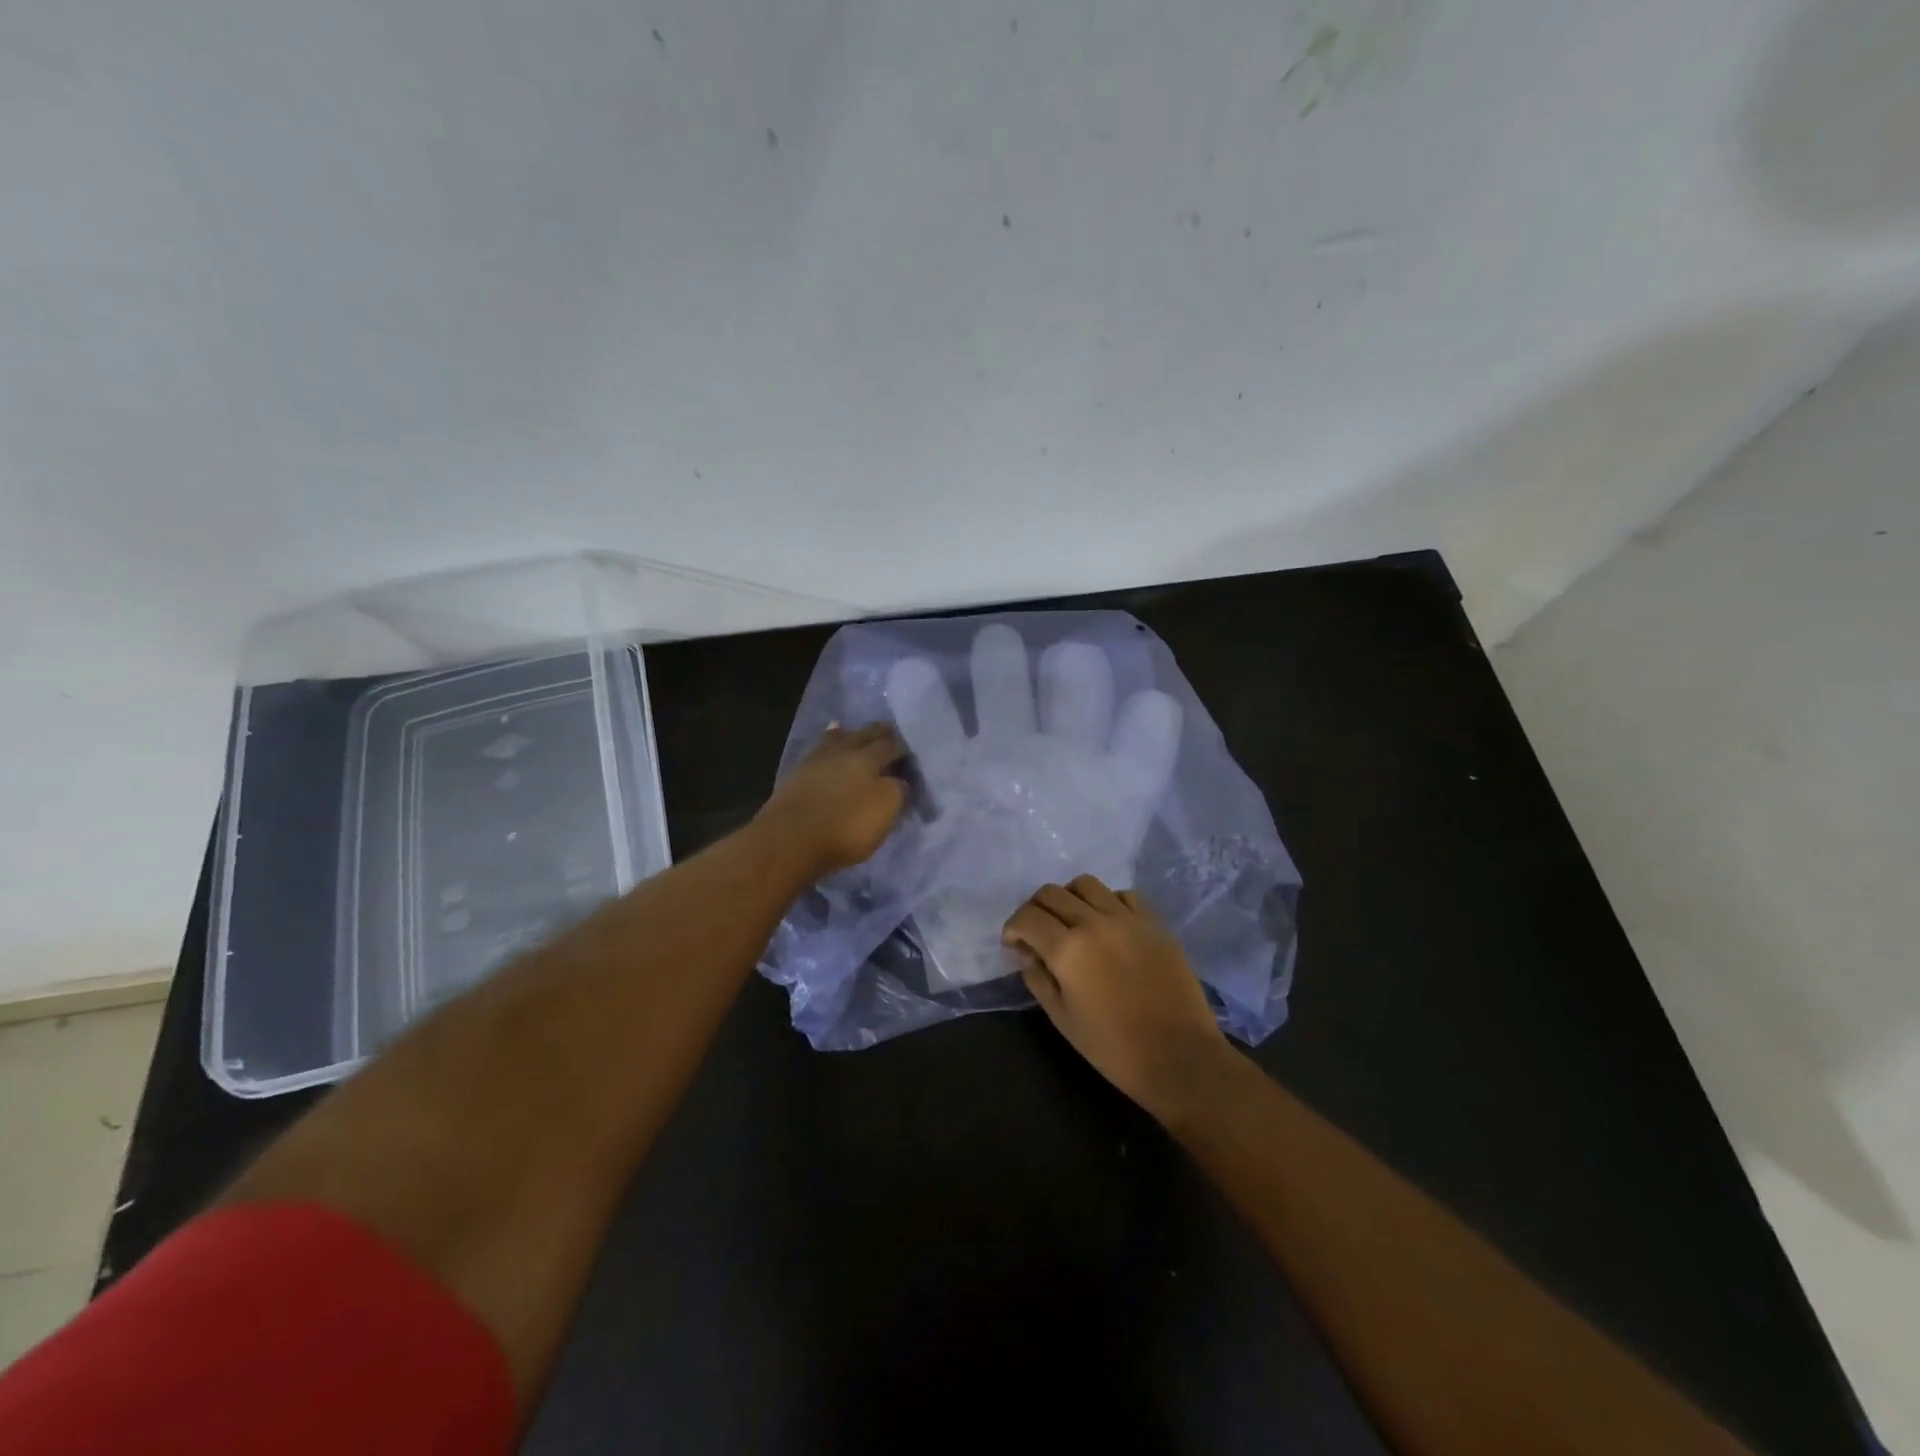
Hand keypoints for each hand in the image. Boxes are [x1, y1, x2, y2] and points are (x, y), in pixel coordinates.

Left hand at [757, 724, 908, 877]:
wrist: (789, 840)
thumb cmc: (846, 825)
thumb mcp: (886, 809)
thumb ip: (898, 790)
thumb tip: (899, 780)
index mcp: (868, 758)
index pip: (891, 745)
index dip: (903, 748)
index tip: (910, 753)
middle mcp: (842, 752)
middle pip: (863, 736)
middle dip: (877, 733)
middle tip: (888, 733)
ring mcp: (815, 762)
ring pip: (835, 740)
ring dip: (846, 735)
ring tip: (853, 733)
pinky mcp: (794, 777)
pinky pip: (816, 755)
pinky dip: (825, 750)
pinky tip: (826, 753)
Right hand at [1003, 874, 1232, 1126]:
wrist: (1179, 1057)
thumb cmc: (1113, 1048)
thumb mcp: (1062, 1018)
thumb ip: (1038, 978)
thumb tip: (1027, 952)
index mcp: (1068, 950)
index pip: (1027, 917)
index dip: (1013, 928)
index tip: (1014, 944)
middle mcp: (1095, 923)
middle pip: (1052, 893)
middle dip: (1035, 910)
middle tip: (1037, 933)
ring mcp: (1128, 918)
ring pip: (1086, 884)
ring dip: (1069, 898)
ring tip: (1072, 923)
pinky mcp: (1154, 922)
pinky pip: (1122, 895)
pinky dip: (1106, 903)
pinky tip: (1107, 925)